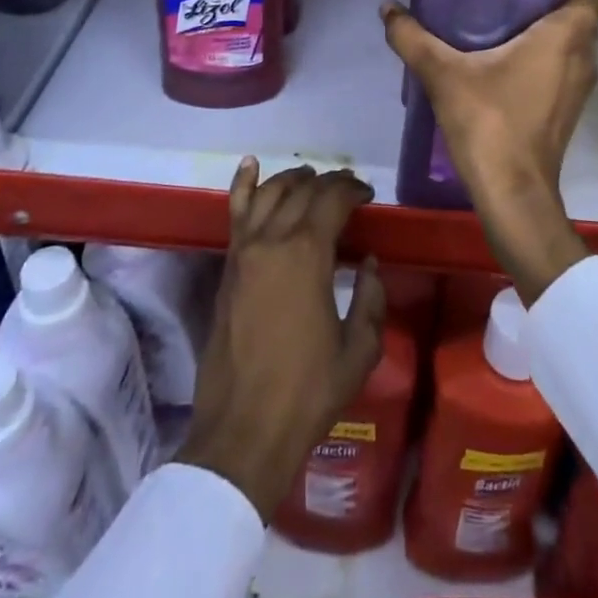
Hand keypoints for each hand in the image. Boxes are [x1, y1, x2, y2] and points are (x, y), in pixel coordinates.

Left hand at [178, 159, 385, 521]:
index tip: (368, 196)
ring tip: (311, 179)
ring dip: (293, 179)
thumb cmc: (307, 393)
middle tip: (347, 189)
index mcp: (307, 255)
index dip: (353, 190)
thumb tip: (368, 263)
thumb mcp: (359, 351)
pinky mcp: (227, 267)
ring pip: (269, 193)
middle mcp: (272, 240)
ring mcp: (244, 251)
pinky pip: (236, 213)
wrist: (243, 432)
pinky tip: (251, 165)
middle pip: (302, 191)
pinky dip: (244, 185)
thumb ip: (370, 300)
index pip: (332, 200)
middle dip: (328, 183)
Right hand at [381, 0, 597, 303]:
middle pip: (582, 15)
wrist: (513, 193)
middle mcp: (584, 58)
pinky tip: (508, 59)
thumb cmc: (489, 122)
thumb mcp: (443, 74)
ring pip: (576, 43)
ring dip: (551, 28)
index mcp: (566, 37)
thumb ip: (413, 37)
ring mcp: (580, 88)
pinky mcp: (570, 110)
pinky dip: (548, 55)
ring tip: (506, 18)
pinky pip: (567, 67)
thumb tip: (388, 6)